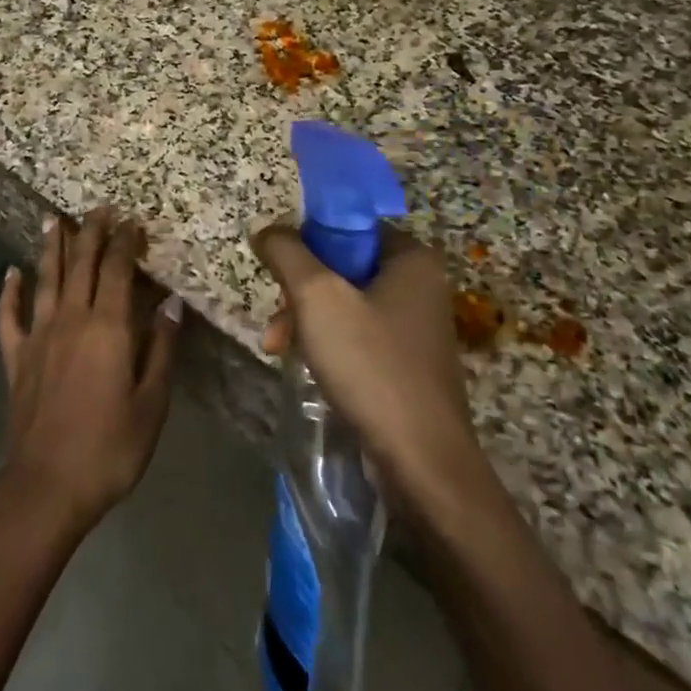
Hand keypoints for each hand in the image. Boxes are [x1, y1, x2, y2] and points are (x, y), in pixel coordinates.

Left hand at [0, 209, 180, 536]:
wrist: (48, 485)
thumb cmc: (111, 447)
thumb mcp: (152, 403)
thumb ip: (162, 349)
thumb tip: (173, 304)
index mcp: (108, 328)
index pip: (117, 270)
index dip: (124, 242)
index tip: (131, 221)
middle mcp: (71, 320)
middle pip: (81, 264)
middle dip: (91, 232)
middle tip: (98, 208)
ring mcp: (39, 336)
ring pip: (45, 279)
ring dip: (51, 247)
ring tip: (54, 219)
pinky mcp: (17, 358)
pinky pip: (10, 317)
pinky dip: (9, 292)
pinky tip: (11, 274)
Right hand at [253, 223, 480, 502]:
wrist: (423, 464)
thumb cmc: (371, 366)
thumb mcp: (317, 297)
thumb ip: (287, 253)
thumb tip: (267, 230)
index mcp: (412, 258)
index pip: (347, 226)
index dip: (307, 243)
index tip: (280, 272)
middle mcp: (420, 285)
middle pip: (341, 266)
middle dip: (300, 291)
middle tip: (277, 320)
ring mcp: (415, 325)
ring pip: (344, 302)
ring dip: (306, 319)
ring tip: (277, 348)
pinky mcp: (407, 361)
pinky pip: (357, 333)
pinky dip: (327, 342)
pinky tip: (305, 364)